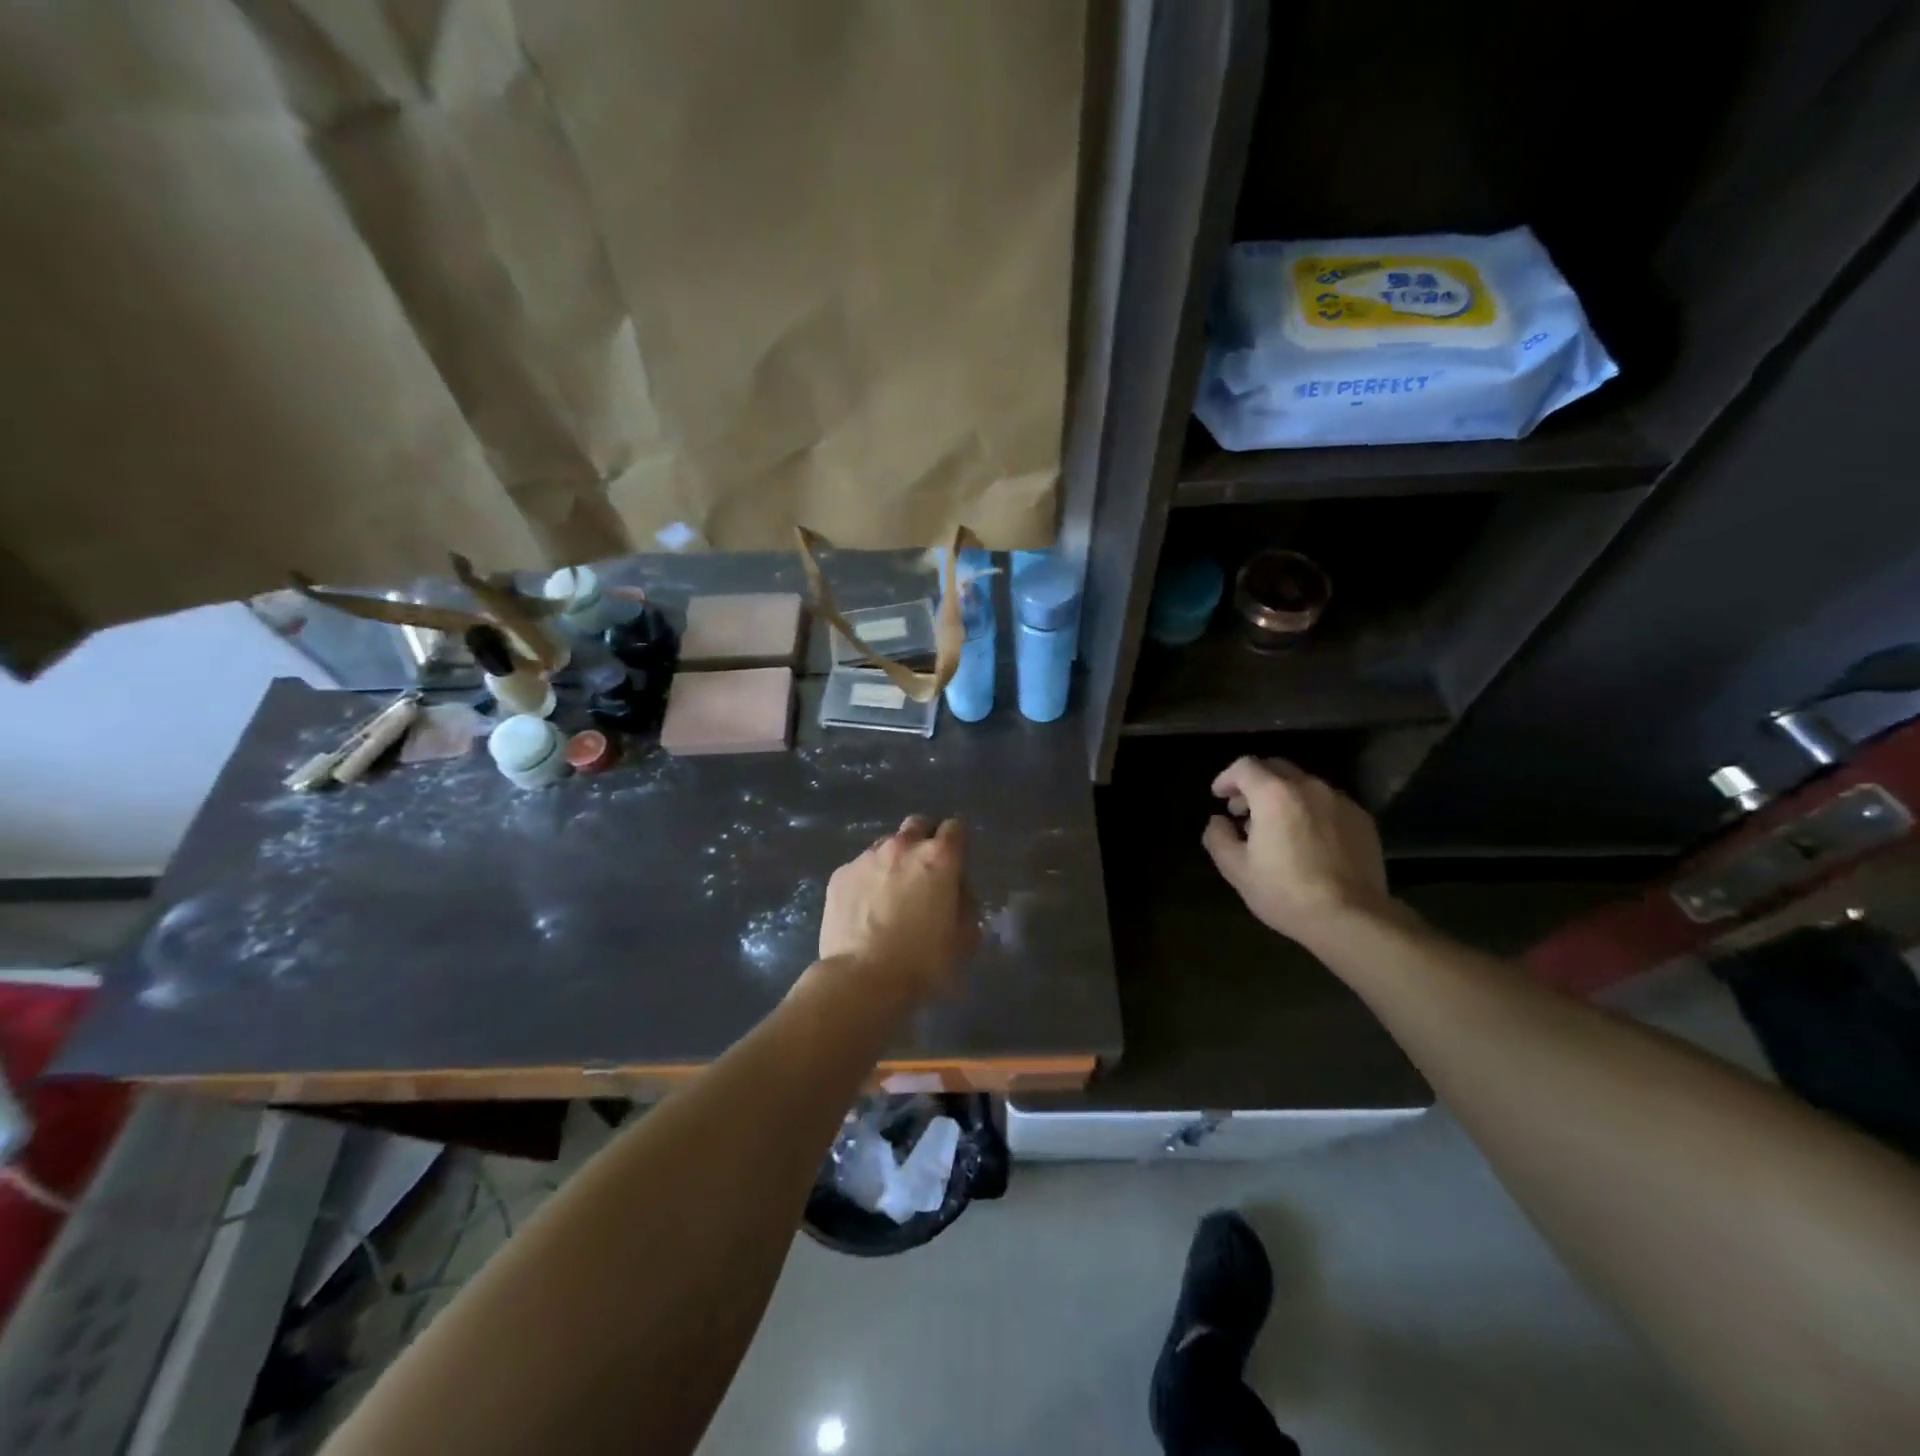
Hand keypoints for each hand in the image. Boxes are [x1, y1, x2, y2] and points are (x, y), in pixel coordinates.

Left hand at [817, 816, 976, 999]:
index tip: (956, 859)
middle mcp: (903, 846)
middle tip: (924, 870)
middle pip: (918, 824)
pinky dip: (867, 878)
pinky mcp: (841, 874)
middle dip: (924, 839)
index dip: (957, 841)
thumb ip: (966, 903)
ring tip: (891, 891)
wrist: (862, 978)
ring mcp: (867, 857)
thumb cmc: (923, 961)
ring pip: (887, 844)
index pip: (955, 827)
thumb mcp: (965, 938)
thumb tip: (956, 890)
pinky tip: (865, 906)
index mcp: (939, 857)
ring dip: (894, 859)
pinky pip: (860, 866)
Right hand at [1202, 757, 1394, 943]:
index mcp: (1274, 794)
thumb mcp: (1236, 869)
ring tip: (1276, 827)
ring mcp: (1340, 801)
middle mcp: (1309, 787)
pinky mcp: (1362, 819)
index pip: (1245, 766)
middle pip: (1276, 768)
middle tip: (1243, 810)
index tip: (1219, 796)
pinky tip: (1307, 840)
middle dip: (1255, 783)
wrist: (1352, 918)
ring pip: (1304, 785)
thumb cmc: (1286, 892)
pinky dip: (1309, 810)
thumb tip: (1219, 821)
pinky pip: (1328, 803)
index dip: (1227, 778)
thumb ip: (1218, 837)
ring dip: (1283, 797)